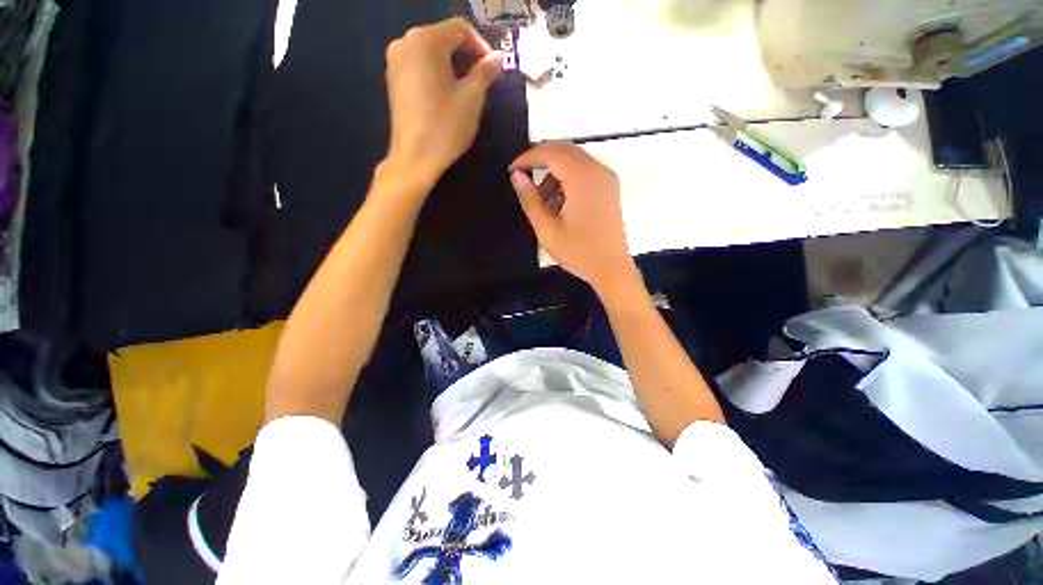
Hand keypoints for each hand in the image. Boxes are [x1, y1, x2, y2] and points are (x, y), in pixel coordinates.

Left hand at [384, 18, 502, 185]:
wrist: (415, 158)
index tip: (494, 68)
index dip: (481, 46)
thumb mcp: (472, 99)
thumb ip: (485, 72)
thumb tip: (497, 57)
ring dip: (453, 64)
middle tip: (484, 79)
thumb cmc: (445, 127)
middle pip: (444, 37)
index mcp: (425, 40)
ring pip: (432, 52)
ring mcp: (396, 61)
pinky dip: (437, 72)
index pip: (459, 28)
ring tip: (468, 88)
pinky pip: (420, 65)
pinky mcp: (394, 79)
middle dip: (467, 55)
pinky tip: (448, 93)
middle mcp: (405, 42)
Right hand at [510, 142, 636, 290]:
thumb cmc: (579, 252)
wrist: (612, 269)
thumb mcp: (547, 229)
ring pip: (574, 160)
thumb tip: (517, 176)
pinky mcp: (609, 188)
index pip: (551, 153)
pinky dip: (567, 179)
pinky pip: (584, 172)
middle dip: (540, 159)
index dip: (528, 157)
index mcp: (583, 178)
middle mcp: (598, 170)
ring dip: (554, 172)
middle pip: (565, 150)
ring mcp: (606, 178)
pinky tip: (559, 203)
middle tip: (522, 177)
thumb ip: (530, 200)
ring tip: (541, 200)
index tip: (512, 170)